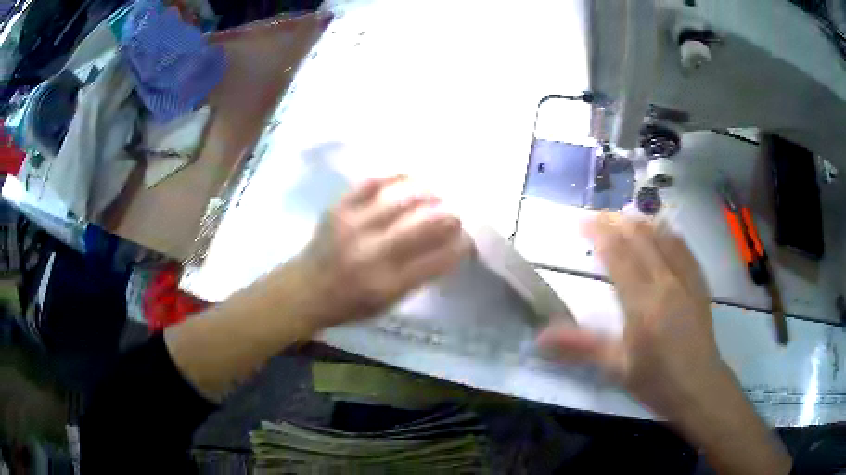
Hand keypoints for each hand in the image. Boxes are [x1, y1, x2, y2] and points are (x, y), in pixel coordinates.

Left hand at [292, 176, 473, 328]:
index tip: (468, 239)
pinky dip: (395, 177)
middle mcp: (372, 254)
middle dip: (449, 217)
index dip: (460, 246)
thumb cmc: (350, 303)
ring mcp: (353, 226)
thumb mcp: (388, 304)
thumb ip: (418, 277)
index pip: (437, 260)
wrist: (305, 289)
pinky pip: (371, 183)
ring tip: (436, 195)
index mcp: (387, 284)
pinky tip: (409, 178)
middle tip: (456, 215)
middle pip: (423, 225)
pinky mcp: (339, 208)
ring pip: (401, 199)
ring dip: (427, 194)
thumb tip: (448, 248)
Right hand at [537, 213, 723, 417]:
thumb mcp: (616, 368)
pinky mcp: (699, 283)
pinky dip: (668, 232)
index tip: (581, 222)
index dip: (598, 234)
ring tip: (625, 214)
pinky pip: (683, 248)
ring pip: (663, 237)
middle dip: (617, 221)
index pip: (618, 255)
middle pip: (640, 238)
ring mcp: (686, 279)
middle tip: (598, 215)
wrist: (699, 387)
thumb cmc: (656, 381)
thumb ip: (580, 347)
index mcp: (643, 303)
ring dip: (642, 222)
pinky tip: (662, 228)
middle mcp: (666, 282)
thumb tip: (540, 337)